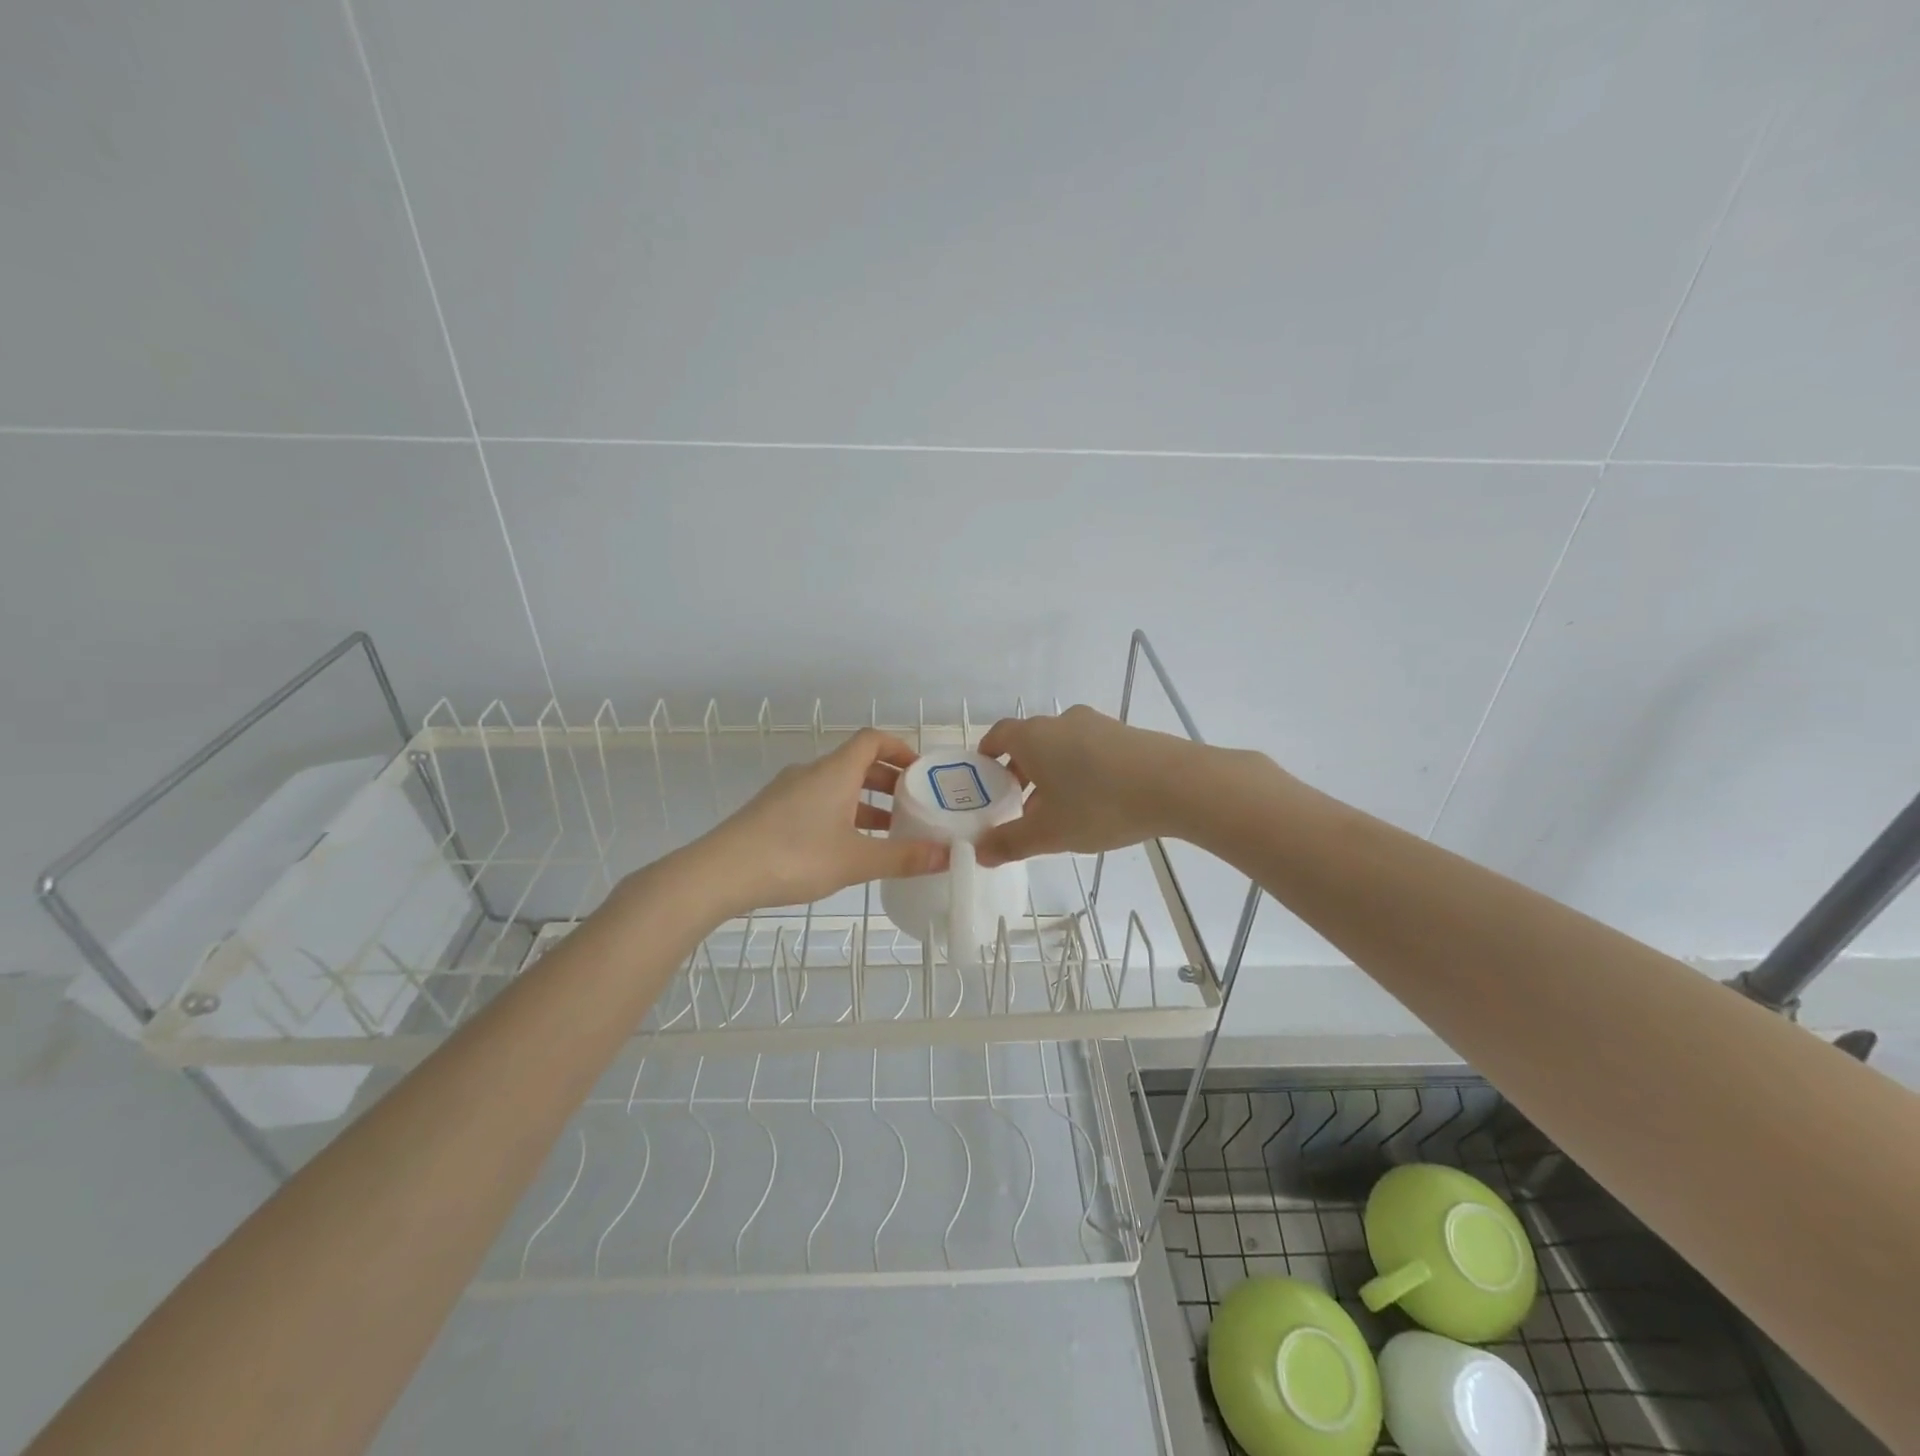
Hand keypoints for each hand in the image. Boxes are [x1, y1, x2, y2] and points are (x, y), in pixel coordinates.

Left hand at [690, 730, 949, 915]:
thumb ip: (903, 857)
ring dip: (865, 801)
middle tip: (913, 805)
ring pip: (837, 786)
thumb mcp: (856, 860)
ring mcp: (788, 791)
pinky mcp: (772, 811)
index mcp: (835, 771)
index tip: (921, 772)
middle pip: (857, 763)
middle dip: (888, 780)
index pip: (872, 739)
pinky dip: (841, 814)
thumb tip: (948, 855)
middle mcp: (812, 772)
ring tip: (889, 830)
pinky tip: (848, 847)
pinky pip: (818, 802)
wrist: (719, 872)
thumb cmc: (794, 856)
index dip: (900, 748)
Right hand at [972, 706, 1202, 866]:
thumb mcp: (1049, 832)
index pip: (998, 735)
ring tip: (1058, 809)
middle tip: (1018, 804)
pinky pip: (1090, 749)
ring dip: (1052, 772)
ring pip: (1062, 746)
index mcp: (1033, 737)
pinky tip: (1095, 801)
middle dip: (1020, 771)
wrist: (1175, 785)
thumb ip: (1010, 842)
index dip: (987, 755)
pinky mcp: (1126, 734)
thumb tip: (979, 853)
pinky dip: (1081, 770)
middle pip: (1030, 742)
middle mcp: (1061, 722)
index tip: (984, 777)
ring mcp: (1097, 724)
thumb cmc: (1099, 805)